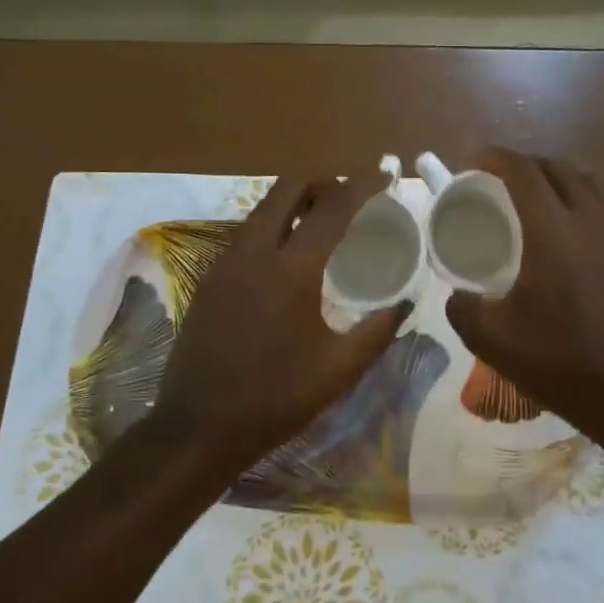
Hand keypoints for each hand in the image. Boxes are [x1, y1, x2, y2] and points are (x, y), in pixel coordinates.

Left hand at [152, 172, 409, 473]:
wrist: (197, 426)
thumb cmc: (275, 399)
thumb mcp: (338, 370)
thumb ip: (378, 330)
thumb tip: (406, 302)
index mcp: (291, 269)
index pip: (333, 205)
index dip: (363, 184)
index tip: (386, 176)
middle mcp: (255, 250)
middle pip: (289, 185)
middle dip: (325, 180)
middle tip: (352, 196)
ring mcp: (226, 259)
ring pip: (265, 205)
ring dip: (297, 199)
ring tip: (326, 220)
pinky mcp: (210, 274)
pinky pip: (249, 230)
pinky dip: (276, 222)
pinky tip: (291, 252)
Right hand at [445, 149, 603, 460]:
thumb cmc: (561, 362)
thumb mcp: (494, 340)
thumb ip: (463, 309)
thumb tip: (457, 295)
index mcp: (553, 232)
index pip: (524, 172)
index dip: (496, 158)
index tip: (474, 164)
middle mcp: (589, 222)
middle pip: (558, 168)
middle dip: (525, 164)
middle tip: (499, 182)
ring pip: (589, 182)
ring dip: (558, 177)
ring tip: (535, 197)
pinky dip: (581, 200)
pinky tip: (568, 231)